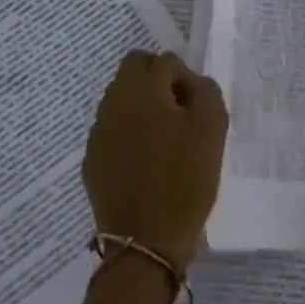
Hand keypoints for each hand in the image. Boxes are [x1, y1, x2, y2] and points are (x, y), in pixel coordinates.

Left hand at [82, 50, 227, 275]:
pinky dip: (128, 133)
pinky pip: (112, 130)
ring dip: (141, 106)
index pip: (165, 61)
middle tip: (178, 112)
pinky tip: (145, 162)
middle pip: (134, 68)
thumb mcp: (212, 129)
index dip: (186, 79)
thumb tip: (191, 83)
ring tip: (164, 139)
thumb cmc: (185, 180)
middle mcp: (114, 103)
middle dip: (157, 80)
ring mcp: (98, 133)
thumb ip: (205, 91)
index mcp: (143, 90)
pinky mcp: (92, 160)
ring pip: (120, 98)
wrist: (147, 242)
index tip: (196, 108)